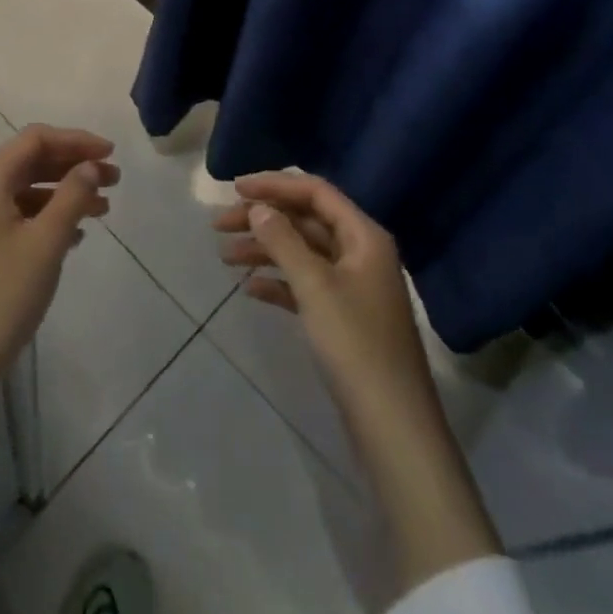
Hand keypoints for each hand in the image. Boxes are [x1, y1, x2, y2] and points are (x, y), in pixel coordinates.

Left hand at [0, 125, 116, 458]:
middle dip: (73, 165)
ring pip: (27, 191)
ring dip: (65, 193)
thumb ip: (71, 197)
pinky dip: (49, 218)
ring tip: (103, 208)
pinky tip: (76, 237)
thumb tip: (90, 165)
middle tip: (115, 180)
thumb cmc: (1, 297)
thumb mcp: (45, 243)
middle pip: (31, 162)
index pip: (35, 139)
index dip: (75, 140)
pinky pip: (20, 217)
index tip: (111, 154)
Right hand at [214, 171, 501, 586]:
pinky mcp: (344, 318)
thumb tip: (258, 207)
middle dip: (263, 219)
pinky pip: (305, 285)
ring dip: (265, 250)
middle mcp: (361, 253)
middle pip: (306, 221)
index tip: (235, 189)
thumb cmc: (355, 345)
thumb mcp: (315, 286)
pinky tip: (249, 289)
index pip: (315, 192)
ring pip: (302, 253)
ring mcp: (353, 287)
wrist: (393, 428)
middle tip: (219, 225)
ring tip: (224, 256)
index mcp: (364, 236)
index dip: (275, 185)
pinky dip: (278, 282)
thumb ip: (283, 240)